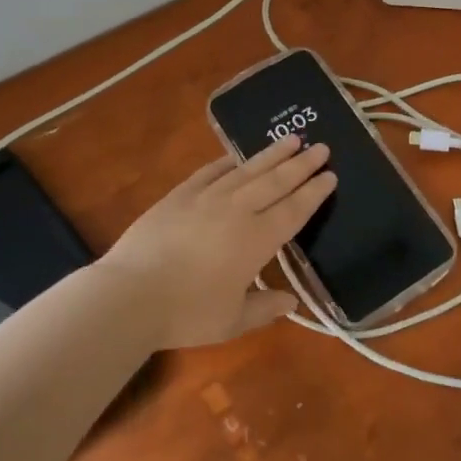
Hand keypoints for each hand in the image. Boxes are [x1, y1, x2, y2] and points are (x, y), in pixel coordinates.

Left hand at [99, 136, 334, 349]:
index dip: (314, 193)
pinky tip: (237, 156)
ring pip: (247, 170)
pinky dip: (228, 162)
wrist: (130, 295)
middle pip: (276, 181)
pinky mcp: (179, 195)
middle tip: (322, 148)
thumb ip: (265, 308)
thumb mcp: (232, 321)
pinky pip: (211, 171)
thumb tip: (292, 302)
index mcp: (258, 240)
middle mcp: (238, 211)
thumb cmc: (186, 313)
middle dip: (301, 164)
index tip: (330, 175)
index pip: (294, 210)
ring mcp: (207, 198)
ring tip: (292, 139)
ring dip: (272, 154)